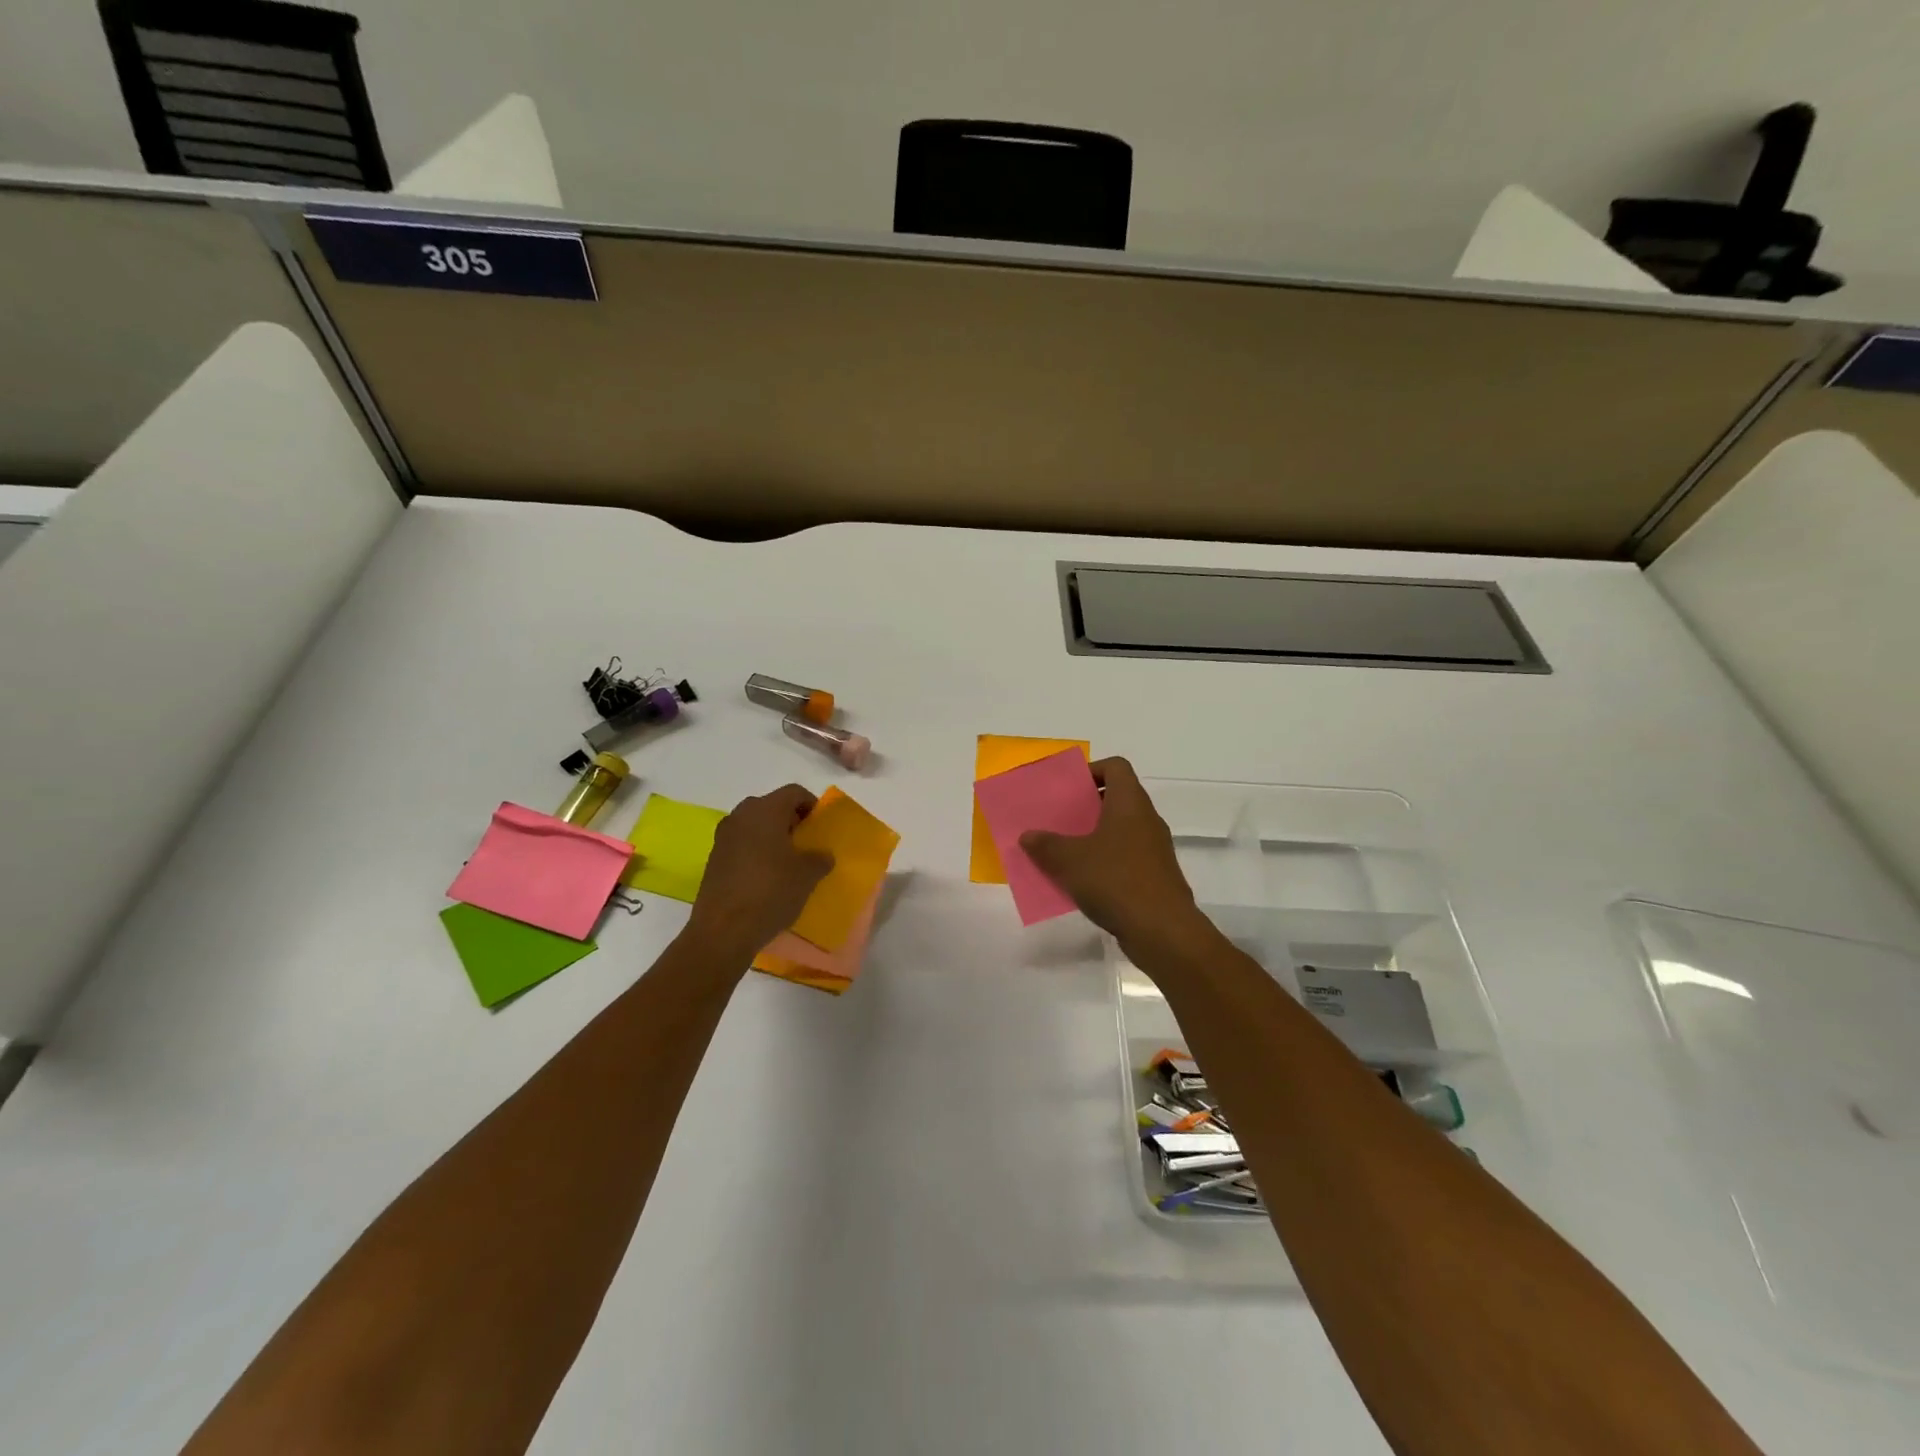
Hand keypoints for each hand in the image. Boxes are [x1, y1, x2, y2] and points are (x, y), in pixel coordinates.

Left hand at [686, 784, 832, 961]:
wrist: (723, 931)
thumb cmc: (770, 892)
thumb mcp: (807, 876)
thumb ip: (819, 859)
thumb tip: (822, 855)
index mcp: (765, 810)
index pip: (794, 792)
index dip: (812, 805)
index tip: (821, 827)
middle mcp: (741, 816)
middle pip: (772, 806)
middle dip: (791, 821)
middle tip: (806, 843)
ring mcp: (723, 837)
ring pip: (754, 826)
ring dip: (772, 837)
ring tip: (788, 862)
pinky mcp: (714, 859)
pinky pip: (741, 844)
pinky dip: (756, 852)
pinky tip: (767, 877)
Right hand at [1021, 758, 1206, 954]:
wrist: (1163, 931)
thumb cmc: (1116, 881)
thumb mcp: (1070, 861)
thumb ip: (1046, 845)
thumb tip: (1028, 836)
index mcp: (1130, 803)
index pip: (1116, 767)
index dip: (1092, 769)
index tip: (1069, 788)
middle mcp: (1147, 820)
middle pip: (1117, 798)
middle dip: (1086, 807)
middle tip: (1058, 819)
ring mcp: (1155, 850)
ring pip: (1120, 831)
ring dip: (1093, 837)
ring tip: (1064, 852)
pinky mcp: (1156, 877)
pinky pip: (1125, 858)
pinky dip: (1104, 863)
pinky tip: (1083, 882)